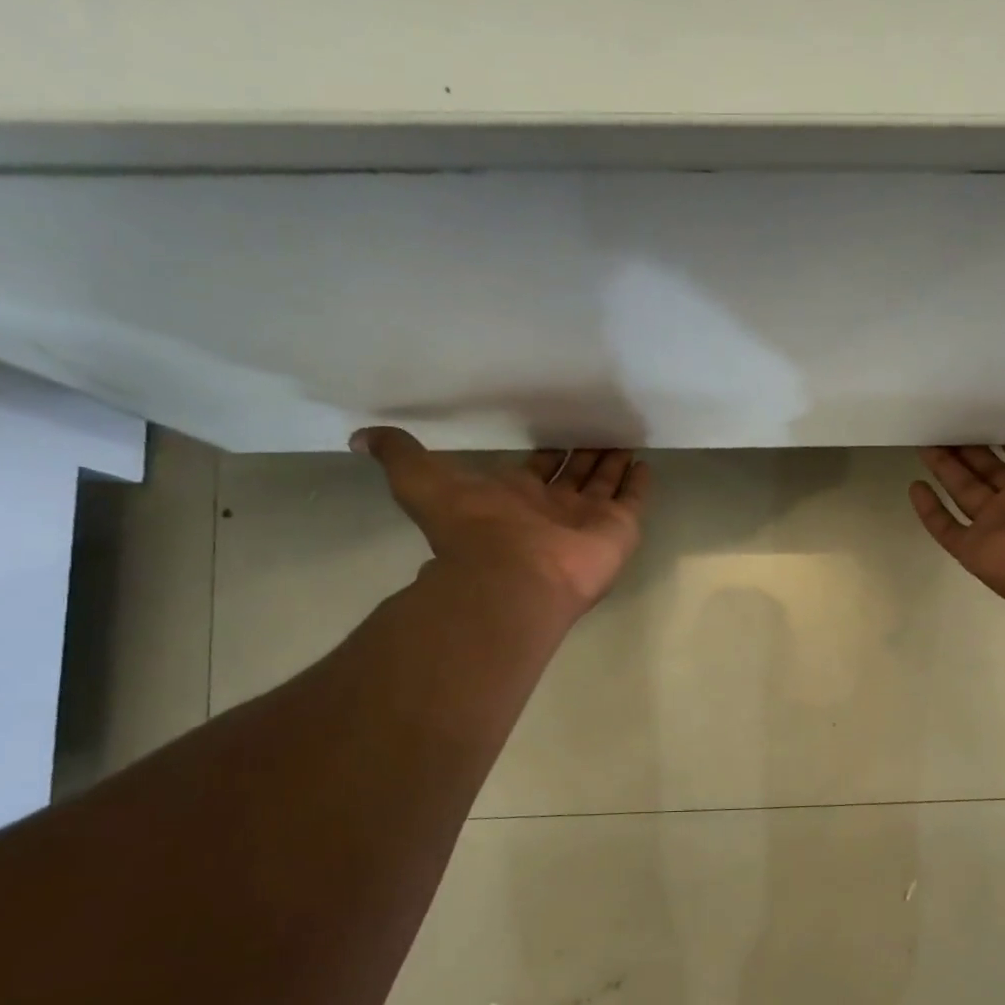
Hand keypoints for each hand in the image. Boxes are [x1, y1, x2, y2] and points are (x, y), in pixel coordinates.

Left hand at [352, 428, 649, 617]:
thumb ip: (400, 457)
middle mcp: (554, 509)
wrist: (512, 578)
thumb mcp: (422, 483)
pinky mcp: (618, 530)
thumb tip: (359, 436)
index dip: (549, 452)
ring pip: (605, 484)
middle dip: (586, 453)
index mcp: (517, 499)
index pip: (539, 468)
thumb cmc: (473, 531)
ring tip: (626, 436)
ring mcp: (588, 521)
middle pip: (575, 475)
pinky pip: (633, 501)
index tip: (560, 433)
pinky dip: (639, 484)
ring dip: (614, 462)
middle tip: (601, 426)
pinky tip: (645, 462)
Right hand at [909, 418, 1004, 616]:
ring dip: (946, 470)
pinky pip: (946, 528)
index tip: (993, 420)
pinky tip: (914, 487)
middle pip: (989, 473)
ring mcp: (997, 528)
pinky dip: (929, 511)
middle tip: (949, 427)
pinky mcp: (975, 549)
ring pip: (964, 493)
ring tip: (926, 443)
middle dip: (970, 452)